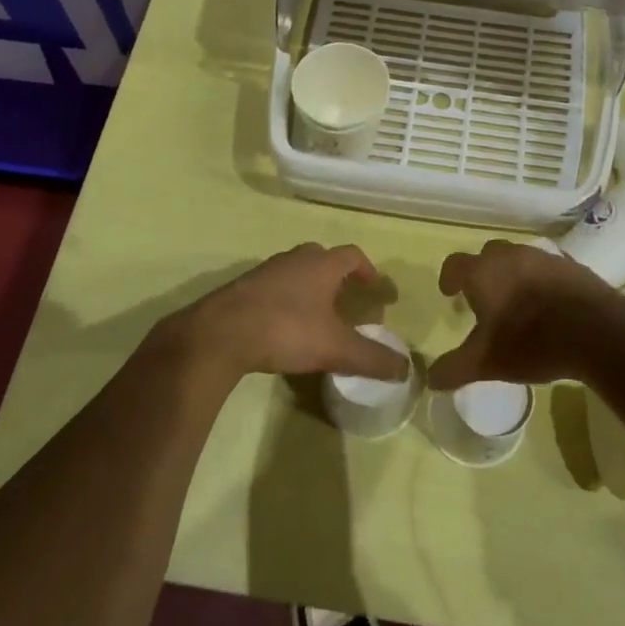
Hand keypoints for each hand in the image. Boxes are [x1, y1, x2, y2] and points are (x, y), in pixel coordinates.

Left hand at [165, 243, 408, 386]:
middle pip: (322, 258)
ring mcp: (265, 271)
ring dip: (309, 286)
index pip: (352, 255)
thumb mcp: (335, 348)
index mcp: (321, 264)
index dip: (368, 270)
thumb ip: (371, 358)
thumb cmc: (286, 330)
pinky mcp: (242, 288)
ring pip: (295, 271)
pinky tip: (282, 325)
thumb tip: (405, 370)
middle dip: (337, 276)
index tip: (376, 289)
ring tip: (316, 314)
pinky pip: (273, 287)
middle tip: (346, 300)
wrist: (220, 334)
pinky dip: (285, 299)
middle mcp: (294, 259)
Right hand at [431, 241, 622, 390]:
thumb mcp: (487, 362)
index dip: (449, 277)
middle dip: (482, 273)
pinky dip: (541, 279)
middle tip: (484, 298)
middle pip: (488, 255)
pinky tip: (548, 302)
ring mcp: (544, 257)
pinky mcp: (571, 265)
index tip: (449, 292)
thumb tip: (430, 379)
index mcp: (483, 273)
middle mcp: (510, 255)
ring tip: (517, 301)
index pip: (455, 264)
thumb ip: (455, 368)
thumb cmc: (531, 342)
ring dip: (512, 274)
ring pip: (519, 258)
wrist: (596, 331)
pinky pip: (547, 267)